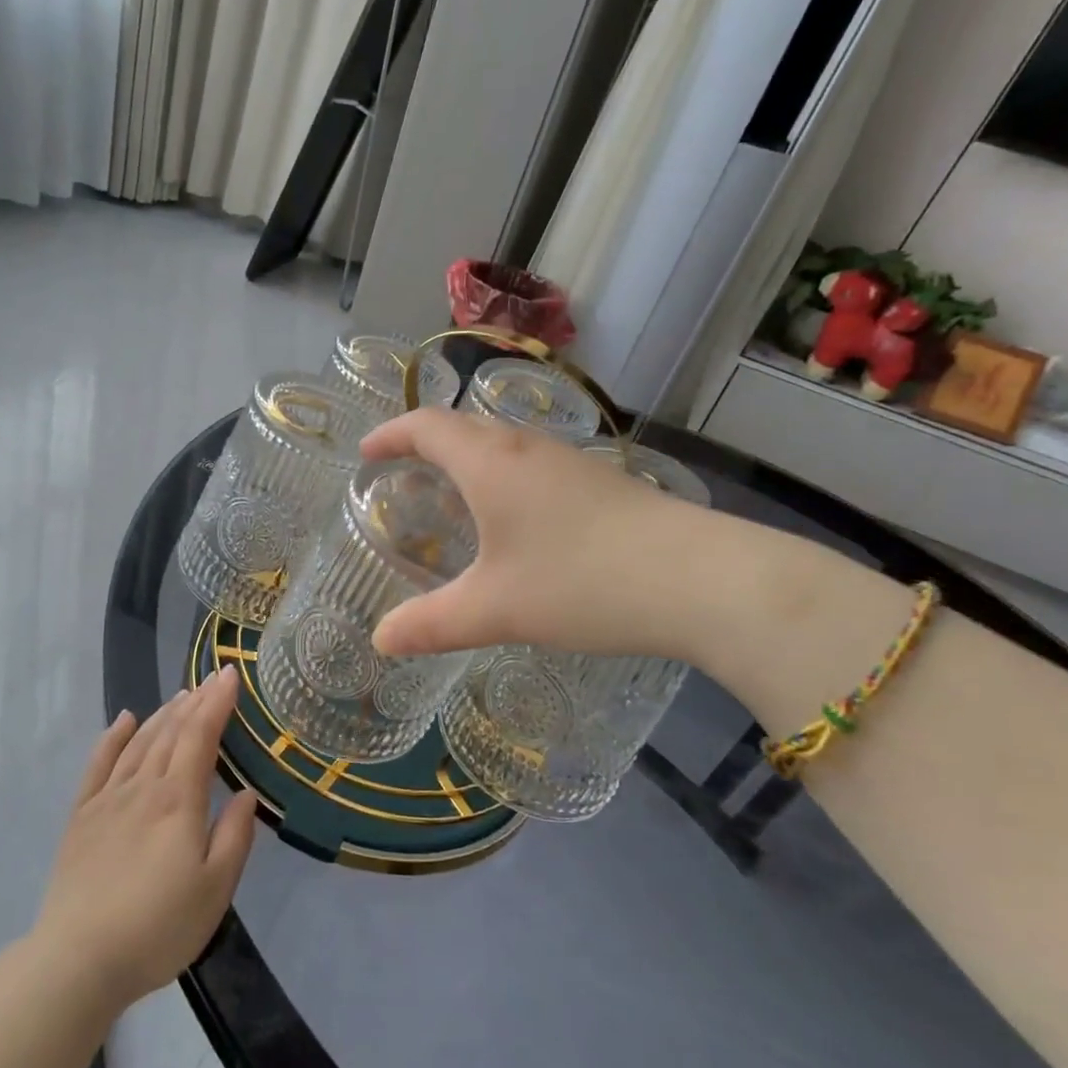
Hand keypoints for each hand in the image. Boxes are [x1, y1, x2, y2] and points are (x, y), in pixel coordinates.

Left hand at [33, 669, 257, 1011]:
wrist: (77, 960)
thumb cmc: (157, 928)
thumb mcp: (214, 890)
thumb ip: (235, 836)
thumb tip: (247, 793)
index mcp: (179, 800)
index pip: (201, 736)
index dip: (217, 703)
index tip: (229, 675)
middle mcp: (143, 786)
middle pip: (171, 732)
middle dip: (195, 702)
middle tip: (211, 679)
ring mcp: (108, 798)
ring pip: (139, 742)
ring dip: (163, 714)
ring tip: (181, 696)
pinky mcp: (82, 816)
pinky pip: (99, 763)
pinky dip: (113, 737)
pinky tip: (124, 720)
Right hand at [360, 408, 725, 662]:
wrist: (700, 579)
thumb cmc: (581, 582)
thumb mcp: (496, 609)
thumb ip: (431, 624)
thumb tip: (380, 641)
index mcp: (490, 463)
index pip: (426, 426)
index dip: (391, 434)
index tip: (367, 452)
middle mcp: (526, 449)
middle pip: (464, 427)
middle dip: (425, 443)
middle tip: (402, 475)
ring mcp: (568, 461)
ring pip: (502, 445)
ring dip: (467, 459)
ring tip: (450, 497)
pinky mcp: (599, 482)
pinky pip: (531, 465)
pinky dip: (502, 478)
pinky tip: (512, 522)